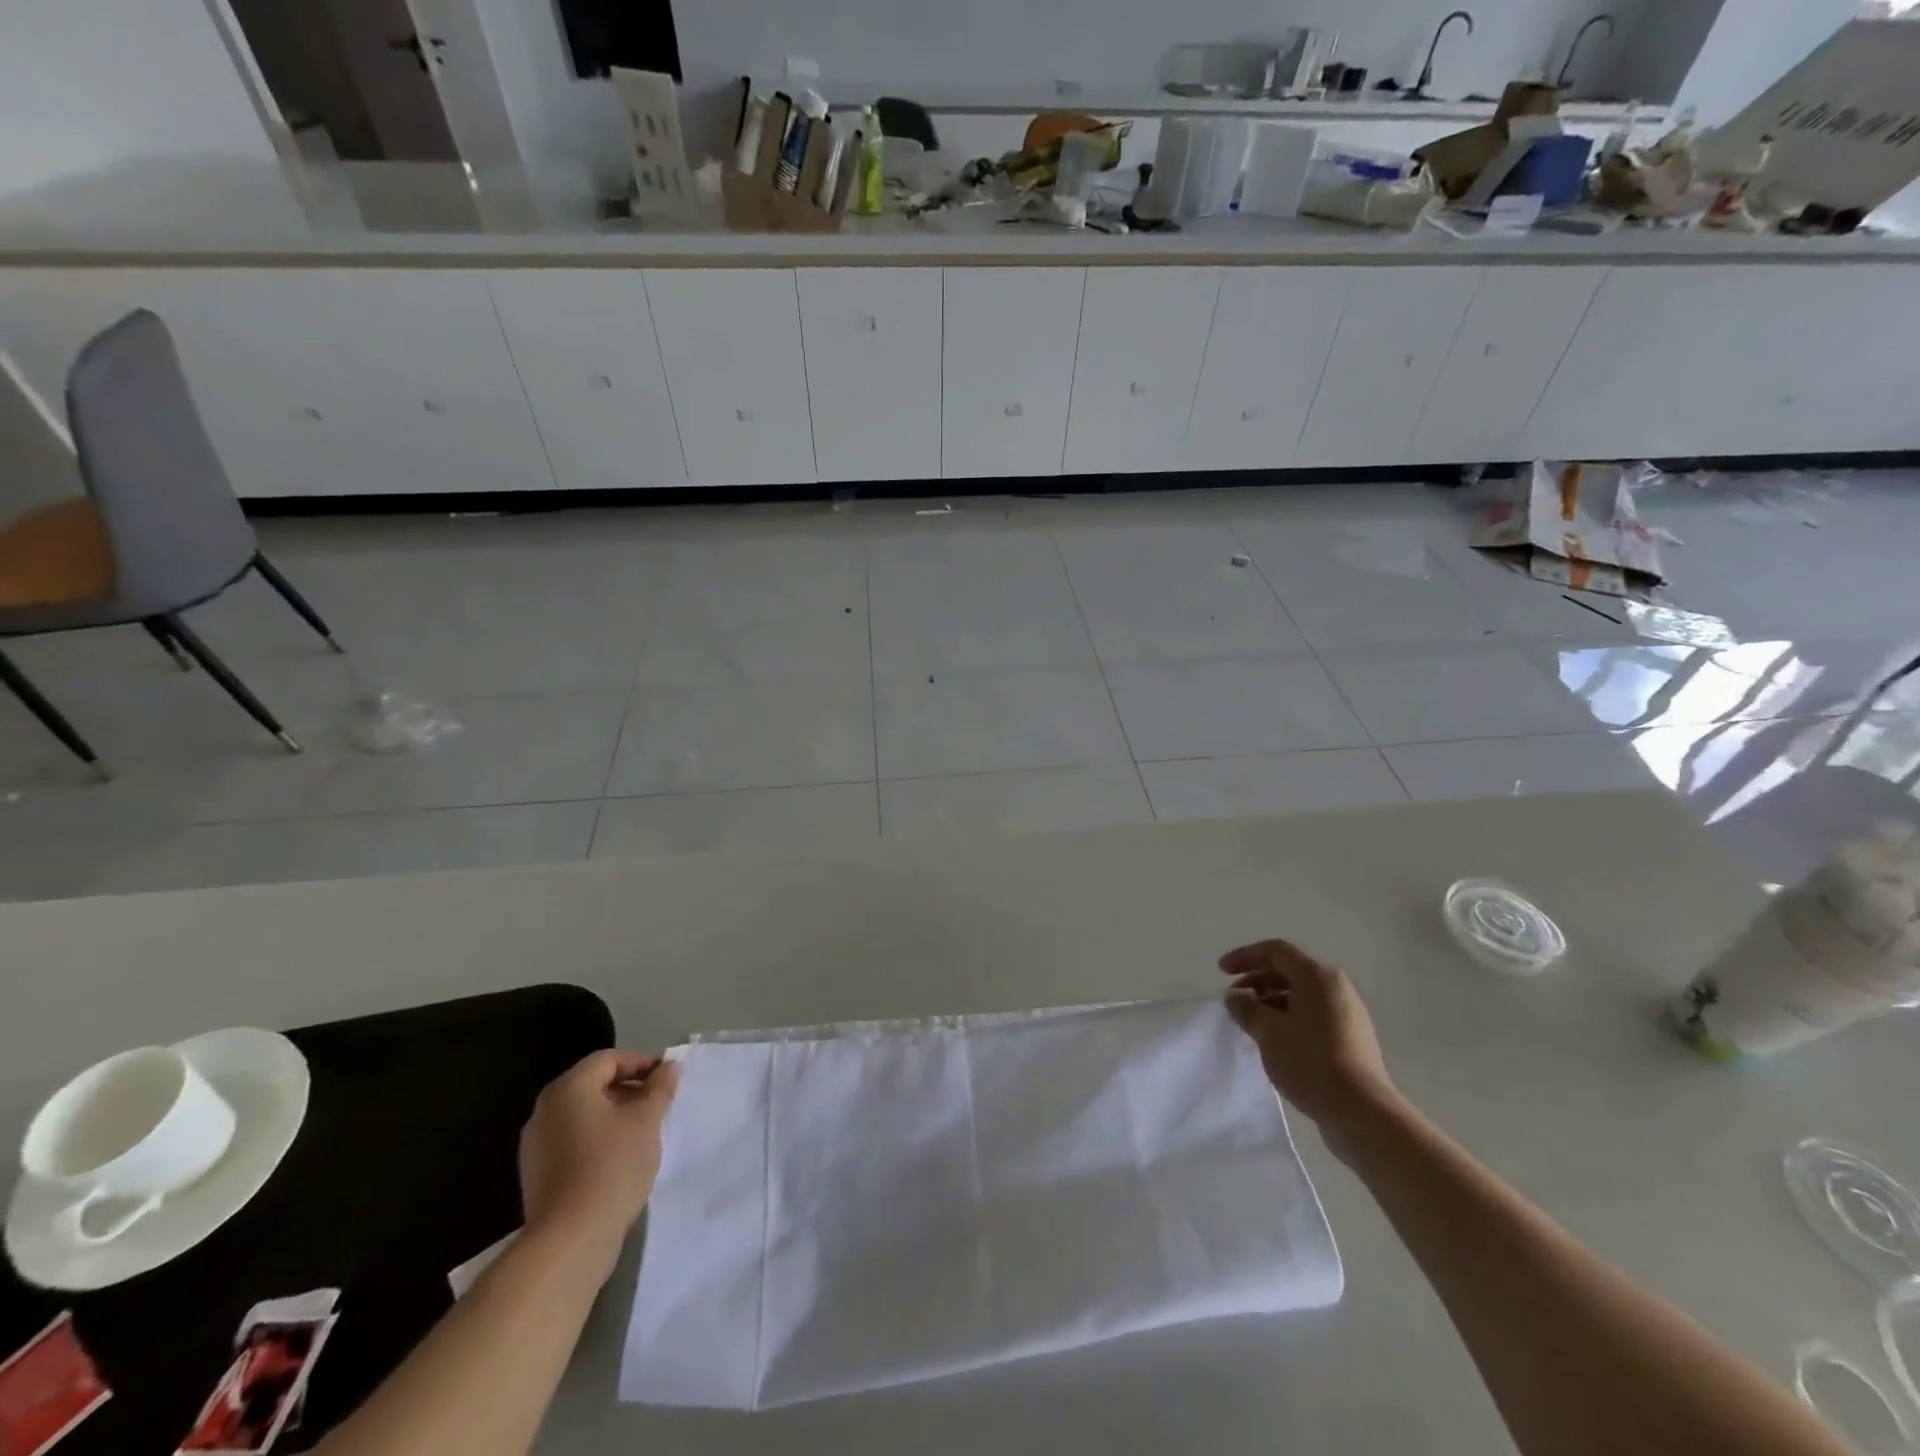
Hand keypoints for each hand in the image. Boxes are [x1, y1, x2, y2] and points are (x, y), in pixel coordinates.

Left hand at [519, 1050, 679, 1274]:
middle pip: (593, 1085)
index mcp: (568, 1089)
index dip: (642, 1062)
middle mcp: (545, 1110)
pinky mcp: (537, 1174)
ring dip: (615, 1115)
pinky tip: (621, 1158)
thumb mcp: (647, 1120)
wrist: (570, 1240)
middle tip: (659, 1103)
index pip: (608, 1059)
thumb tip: (669, 1066)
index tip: (668, 1078)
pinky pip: (572, 1141)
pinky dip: (598, 1139)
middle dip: (629, 1089)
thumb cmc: (612, 1166)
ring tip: (644, 1131)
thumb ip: (660, 1088)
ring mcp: (536, 1145)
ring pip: (583, 1115)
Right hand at [1220, 940, 1399, 1156]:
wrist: (1361, 1111)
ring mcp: (1348, 1012)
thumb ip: (1246, 1008)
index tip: (1221, 971)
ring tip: (1251, 1020)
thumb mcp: (1268, 1032)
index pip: (1275, 951)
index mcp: (1317, 976)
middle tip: (1234, 999)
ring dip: (1271, 1000)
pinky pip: (1313, 1012)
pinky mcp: (1352, 1036)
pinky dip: (1289, 1015)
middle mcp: (1336, 987)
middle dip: (1257, 980)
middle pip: (1289, 970)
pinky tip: (1275, 1038)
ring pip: (1301, 993)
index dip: (1244, 956)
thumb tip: (1235, 996)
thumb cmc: (1310, 1062)